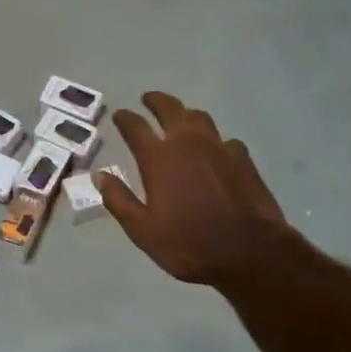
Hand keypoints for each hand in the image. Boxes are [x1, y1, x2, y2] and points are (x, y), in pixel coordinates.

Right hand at [99, 91, 308, 291]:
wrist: (249, 251)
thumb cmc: (188, 243)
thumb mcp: (142, 230)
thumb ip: (119, 200)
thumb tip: (101, 175)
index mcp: (159, 158)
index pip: (135, 127)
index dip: (125, 118)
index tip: (119, 115)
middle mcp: (188, 143)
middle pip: (170, 109)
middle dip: (156, 101)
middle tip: (148, 99)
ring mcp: (219, 148)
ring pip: (200, 118)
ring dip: (185, 114)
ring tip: (180, 118)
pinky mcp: (243, 159)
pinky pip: (225, 140)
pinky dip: (214, 140)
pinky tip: (215, 150)